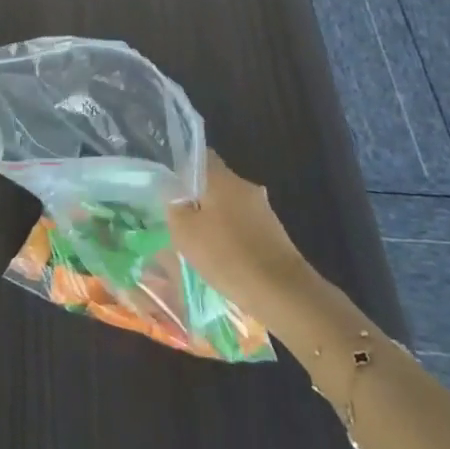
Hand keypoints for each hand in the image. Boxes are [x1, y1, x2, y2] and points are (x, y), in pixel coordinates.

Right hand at [170, 152, 314, 319]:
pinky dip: (229, 236)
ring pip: (227, 205)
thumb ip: (174, 207)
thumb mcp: (184, 232)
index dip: (180, 165)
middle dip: (195, 197)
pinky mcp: (272, 232)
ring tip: (196, 241)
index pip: (197, 155)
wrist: (283, 293)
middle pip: (212, 182)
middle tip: (176, 216)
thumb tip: (175, 198)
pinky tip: (220, 257)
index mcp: (221, 177)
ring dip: (212, 218)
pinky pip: (242, 225)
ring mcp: (262, 209)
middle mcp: (244, 185)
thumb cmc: (227, 255)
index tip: (166, 181)